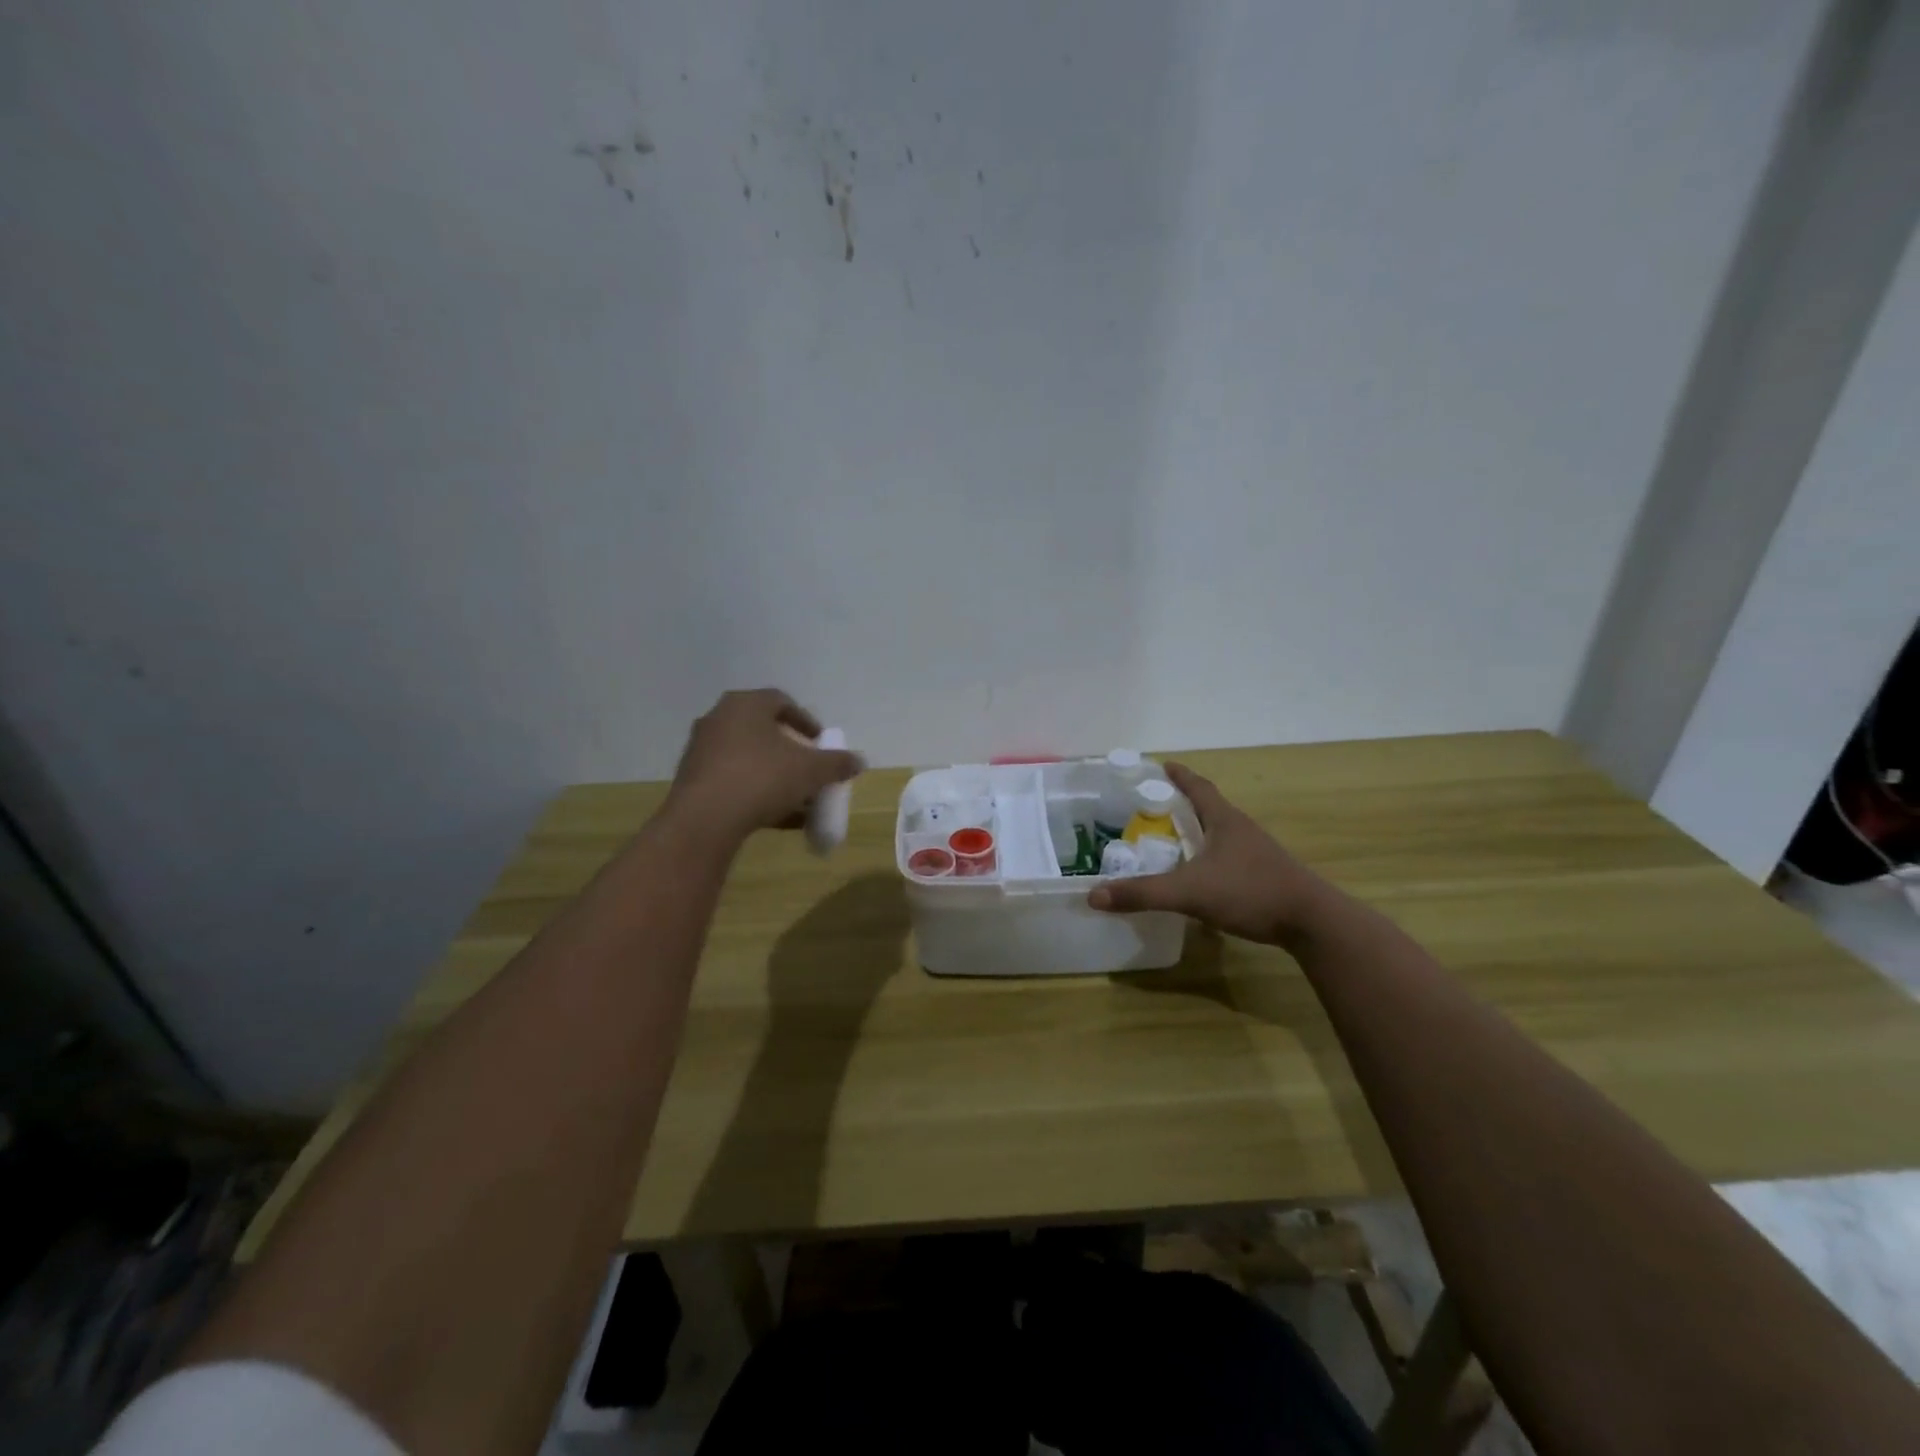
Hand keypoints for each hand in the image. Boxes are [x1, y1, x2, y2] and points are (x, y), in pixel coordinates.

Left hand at [664, 689, 863, 841]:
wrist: (705, 820)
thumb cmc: (762, 778)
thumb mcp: (811, 770)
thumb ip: (837, 763)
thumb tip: (859, 761)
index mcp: (746, 705)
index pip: (780, 701)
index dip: (805, 720)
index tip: (819, 741)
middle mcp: (719, 720)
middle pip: (763, 731)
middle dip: (790, 751)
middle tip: (808, 768)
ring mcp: (702, 751)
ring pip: (748, 759)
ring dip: (775, 775)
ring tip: (798, 799)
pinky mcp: (693, 781)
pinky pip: (733, 781)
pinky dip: (756, 793)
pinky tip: (778, 817)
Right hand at [1088, 763, 1339, 945]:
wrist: (1312, 922)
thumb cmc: (1250, 891)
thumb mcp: (1189, 892)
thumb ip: (1143, 893)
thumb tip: (1094, 895)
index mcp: (1224, 820)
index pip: (1198, 787)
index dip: (1178, 775)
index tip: (1161, 765)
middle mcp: (1241, 829)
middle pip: (1208, 807)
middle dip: (1182, 804)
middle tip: (1152, 806)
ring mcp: (1256, 853)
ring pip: (1219, 834)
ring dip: (1196, 832)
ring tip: (1170, 840)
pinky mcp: (1264, 876)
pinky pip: (1228, 858)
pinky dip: (1208, 858)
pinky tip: (1197, 877)